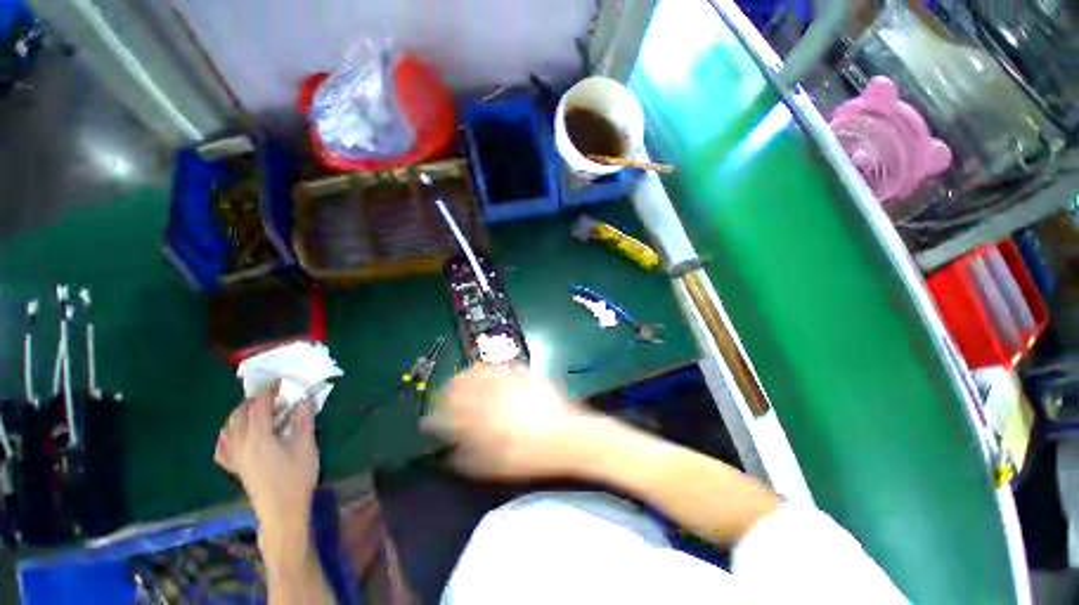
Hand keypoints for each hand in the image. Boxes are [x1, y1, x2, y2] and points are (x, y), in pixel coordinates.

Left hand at [214, 384, 318, 535]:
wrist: (281, 511)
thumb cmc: (296, 478)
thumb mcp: (306, 447)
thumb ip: (303, 421)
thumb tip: (304, 399)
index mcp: (258, 438)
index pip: (258, 407)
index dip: (269, 392)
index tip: (281, 382)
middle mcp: (241, 445)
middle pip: (239, 416)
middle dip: (253, 401)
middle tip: (272, 394)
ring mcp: (235, 458)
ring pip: (228, 429)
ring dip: (239, 415)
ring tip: (255, 410)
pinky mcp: (236, 468)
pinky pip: (223, 447)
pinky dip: (228, 435)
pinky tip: (236, 434)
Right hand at [421, 364, 596, 479]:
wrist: (568, 437)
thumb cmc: (532, 457)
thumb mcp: (498, 467)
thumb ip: (469, 460)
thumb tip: (448, 453)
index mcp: (485, 421)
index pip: (451, 414)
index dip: (436, 416)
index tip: (429, 420)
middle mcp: (493, 397)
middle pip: (462, 387)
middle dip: (447, 391)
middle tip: (443, 396)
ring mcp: (509, 383)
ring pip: (479, 372)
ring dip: (464, 376)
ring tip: (459, 380)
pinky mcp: (523, 375)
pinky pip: (499, 367)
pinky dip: (486, 369)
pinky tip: (483, 372)